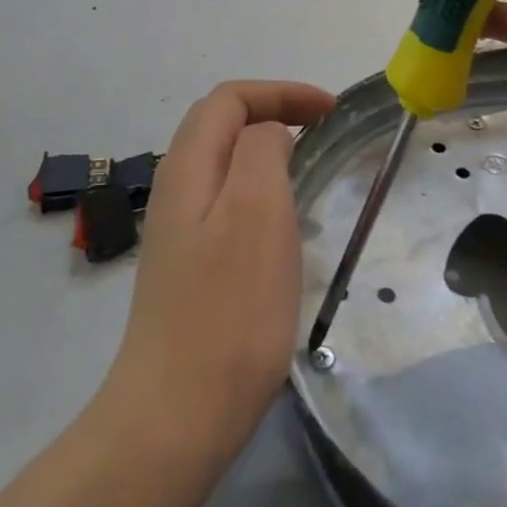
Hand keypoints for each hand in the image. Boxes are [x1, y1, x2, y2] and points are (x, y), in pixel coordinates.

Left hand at [108, 80, 336, 454]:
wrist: (178, 414)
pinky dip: (261, 192)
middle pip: (220, 125)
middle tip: (324, 131)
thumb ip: (262, 151)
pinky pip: (227, 204)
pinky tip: (286, 228)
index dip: (281, 92)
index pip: (229, 99)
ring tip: (312, 170)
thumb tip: (269, 134)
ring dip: (268, 152)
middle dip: (273, 113)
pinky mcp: (190, 268)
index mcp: (188, 167)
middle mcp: (175, 190)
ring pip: (224, 165)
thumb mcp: (256, 211)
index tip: (331, 111)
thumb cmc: (228, 309)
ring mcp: (178, 232)